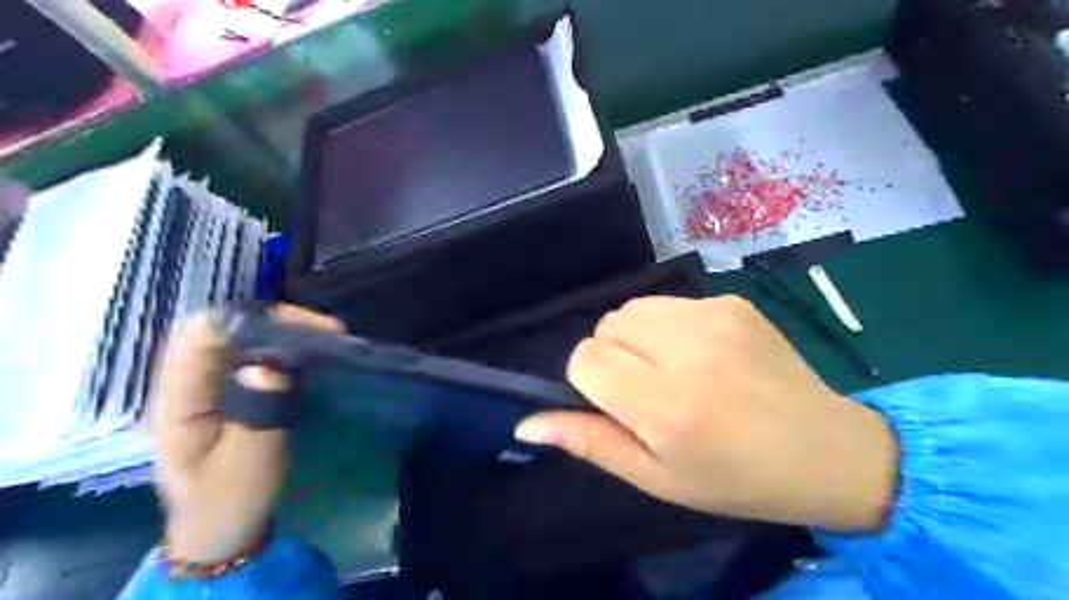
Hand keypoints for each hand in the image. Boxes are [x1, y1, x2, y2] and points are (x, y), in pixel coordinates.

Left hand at [151, 305, 339, 562]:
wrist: (223, 529)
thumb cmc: (230, 500)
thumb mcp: (247, 464)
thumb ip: (257, 414)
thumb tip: (270, 365)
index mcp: (180, 397)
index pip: (203, 333)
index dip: (252, 319)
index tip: (305, 329)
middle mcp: (193, 382)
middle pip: (229, 326)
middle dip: (281, 321)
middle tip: (330, 333)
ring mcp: (215, 386)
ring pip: (248, 337)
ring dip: (290, 333)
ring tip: (331, 341)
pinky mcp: (236, 392)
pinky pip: (261, 355)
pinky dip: (291, 349)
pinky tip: (318, 357)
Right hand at [513, 295, 895, 528]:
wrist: (826, 450)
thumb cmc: (734, 478)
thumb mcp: (655, 476)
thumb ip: (589, 442)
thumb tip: (527, 424)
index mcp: (665, 404)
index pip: (585, 358)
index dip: (588, 380)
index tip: (617, 403)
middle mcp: (687, 349)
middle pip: (606, 325)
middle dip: (612, 356)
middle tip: (648, 391)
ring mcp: (713, 316)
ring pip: (633, 308)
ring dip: (636, 337)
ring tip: (672, 369)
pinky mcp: (731, 301)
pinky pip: (670, 303)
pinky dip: (669, 326)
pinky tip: (702, 355)